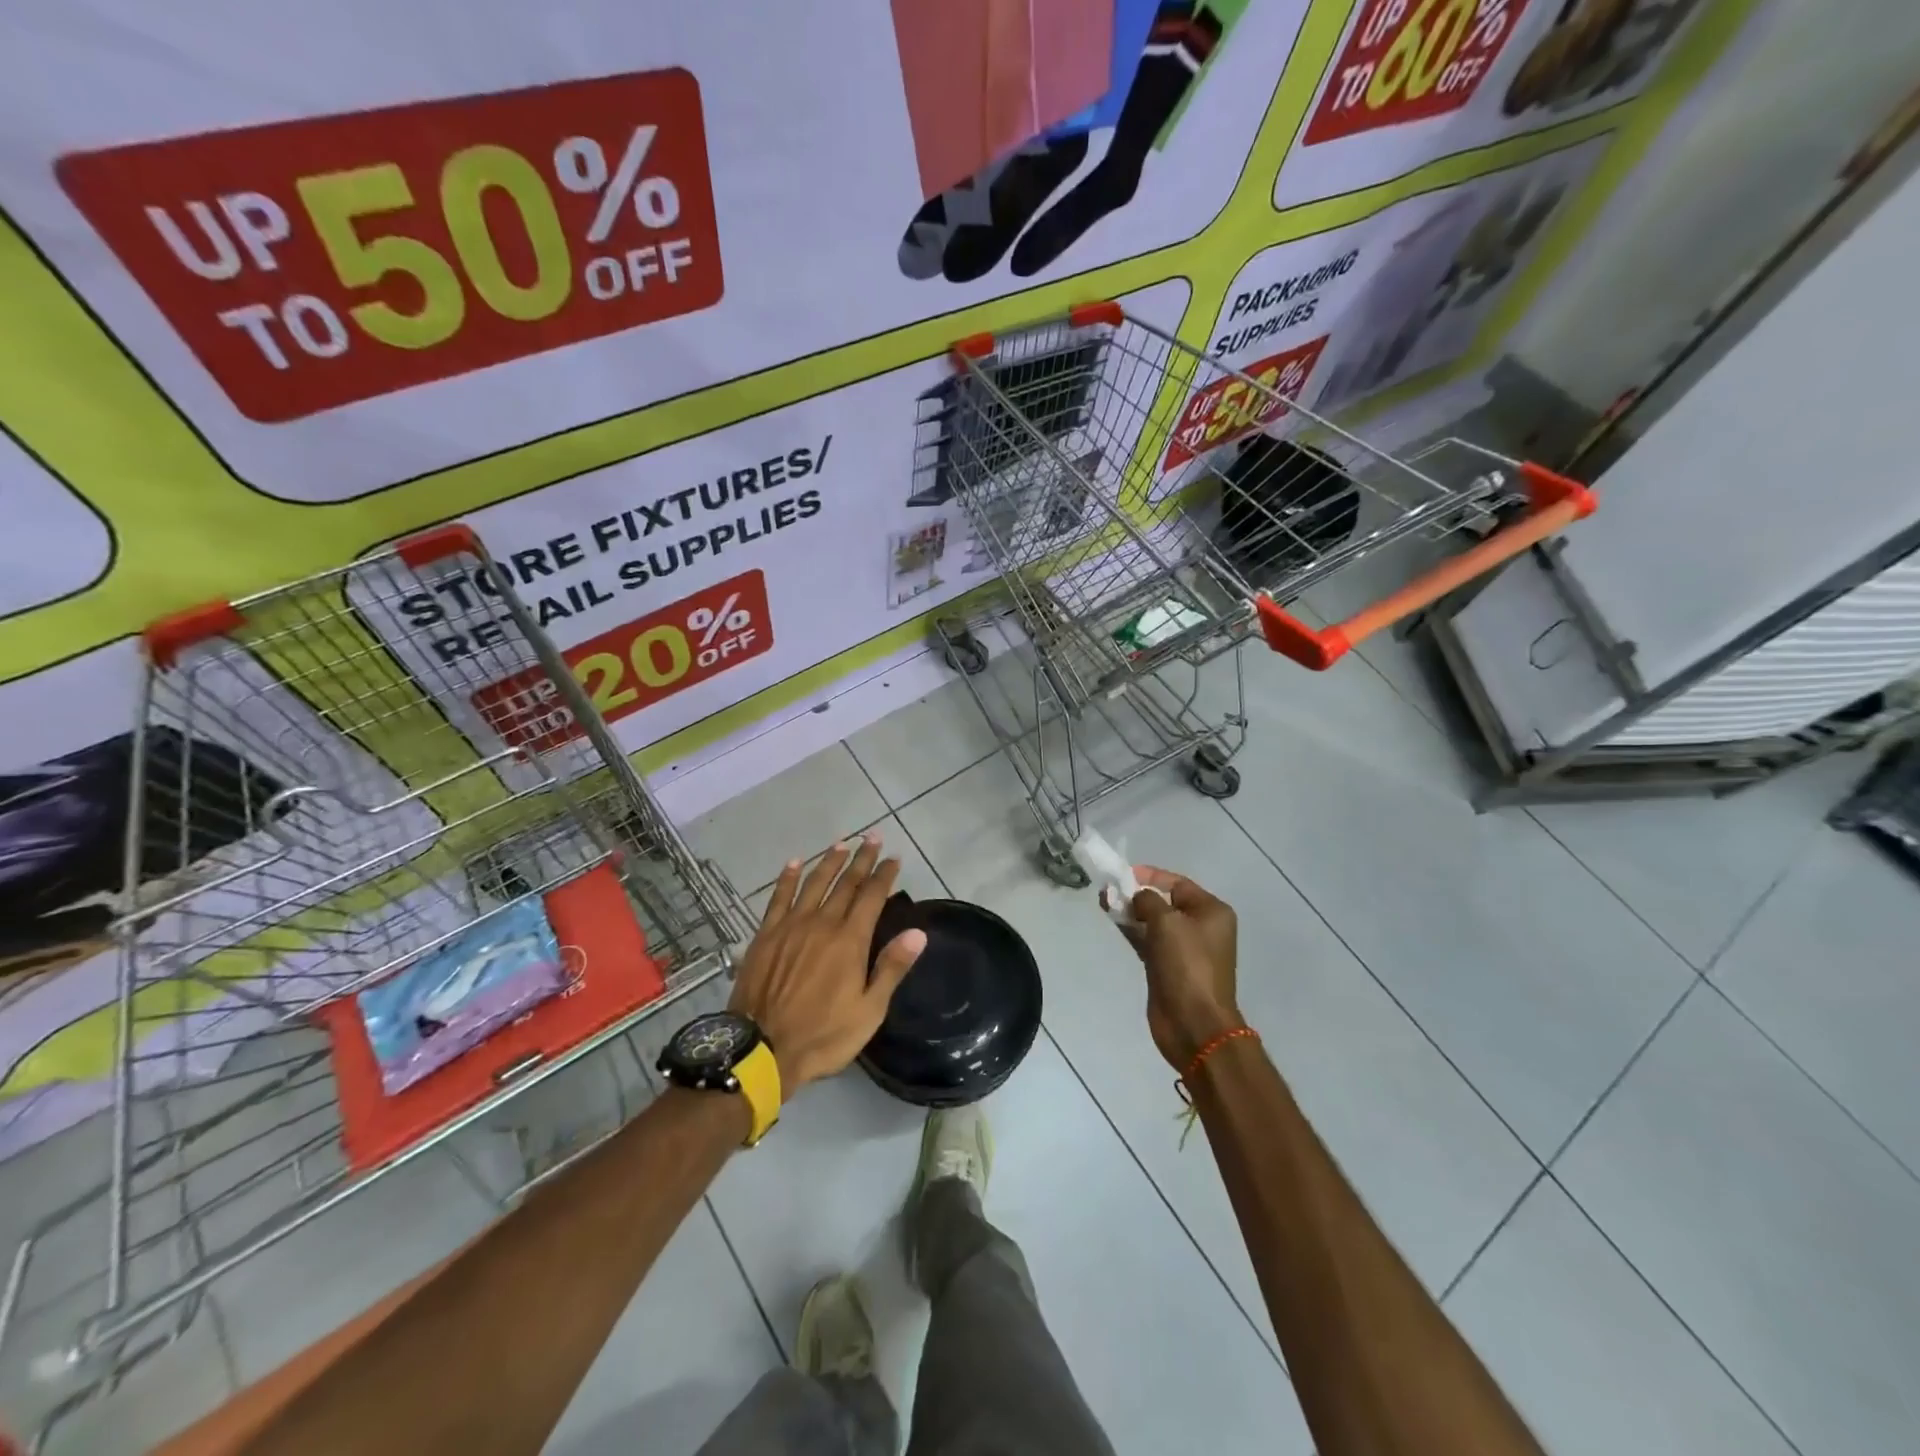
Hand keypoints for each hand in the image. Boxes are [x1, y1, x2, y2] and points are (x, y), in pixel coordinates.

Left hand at [729, 834, 926, 1091]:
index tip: (894, 858)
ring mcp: (791, 926)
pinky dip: (787, 879)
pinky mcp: (766, 935)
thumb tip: (918, 932)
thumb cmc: (823, 1035)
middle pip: (845, 883)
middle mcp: (822, 924)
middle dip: (861, 859)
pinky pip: (778, 898)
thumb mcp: (869, 1010)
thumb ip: (891, 968)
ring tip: (841, 844)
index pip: (872, 896)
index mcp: (850, 941)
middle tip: (872, 837)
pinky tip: (794, 863)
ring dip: (829, 862)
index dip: (884, 875)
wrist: (762, 1049)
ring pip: (813, 884)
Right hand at [1107, 866, 1240, 1071]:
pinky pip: (1148, 940)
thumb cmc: (1186, 965)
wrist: (1193, 1023)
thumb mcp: (1167, 922)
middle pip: (1164, 902)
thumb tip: (1137, 898)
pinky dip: (1132, 931)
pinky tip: (1113, 922)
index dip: (1150, 876)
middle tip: (1108, 890)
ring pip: (1153, 921)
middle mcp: (1201, 927)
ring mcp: (1184, 949)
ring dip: (1131, 912)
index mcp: (1211, 912)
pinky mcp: (1168, 967)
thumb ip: (1147, 900)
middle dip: (1136, 894)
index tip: (1122, 874)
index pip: (1177, 883)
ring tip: (1104, 903)